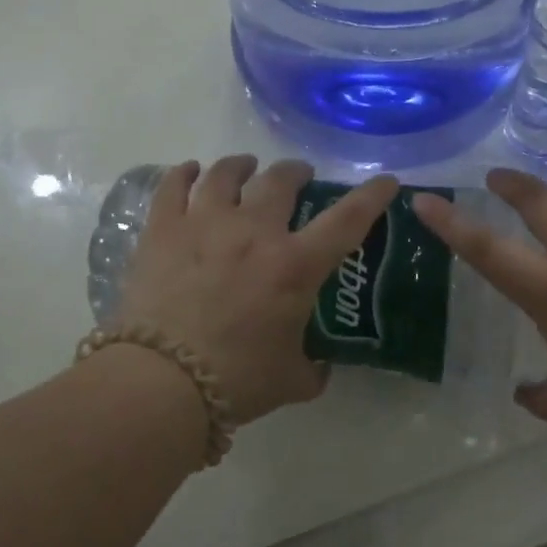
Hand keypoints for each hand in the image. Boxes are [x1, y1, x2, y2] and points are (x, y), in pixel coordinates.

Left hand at [114, 156, 400, 425]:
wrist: (161, 382)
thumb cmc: (236, 380)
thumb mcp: (291, 380)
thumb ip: (313, 369)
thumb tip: (319, 367)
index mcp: (295, 265)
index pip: (347, 219)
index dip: (371, 196)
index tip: (386, 181)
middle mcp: (254, 231)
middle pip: (280, 180)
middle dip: (296, 171)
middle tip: (299, 176)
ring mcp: (205, 223)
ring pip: (227, 173)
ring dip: (242, 165)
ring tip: (246, 166)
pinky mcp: (163, 230)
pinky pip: (174, 186)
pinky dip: (185, 173)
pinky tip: (191, 171)